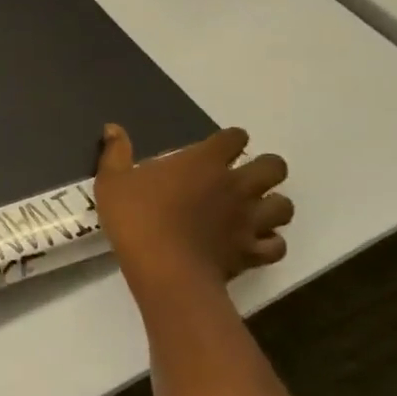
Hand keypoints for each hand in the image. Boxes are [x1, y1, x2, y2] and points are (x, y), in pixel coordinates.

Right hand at [95, 124, 291, 285]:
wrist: (164, 268)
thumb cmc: (135, 217)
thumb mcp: (112, 180)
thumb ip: (115, 152)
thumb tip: (113, 127)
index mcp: (204, 162)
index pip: (235, 137)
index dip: (230, 140)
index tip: (217, 148)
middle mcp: (236, 185)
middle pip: (274, 167)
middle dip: (265, 168)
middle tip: (243, 177)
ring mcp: (249, 219)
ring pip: (284, 205)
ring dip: (272, 205)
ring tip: (253, 210)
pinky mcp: (253, 251)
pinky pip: (276, 245)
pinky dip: (268, 242)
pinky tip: (252, 242)